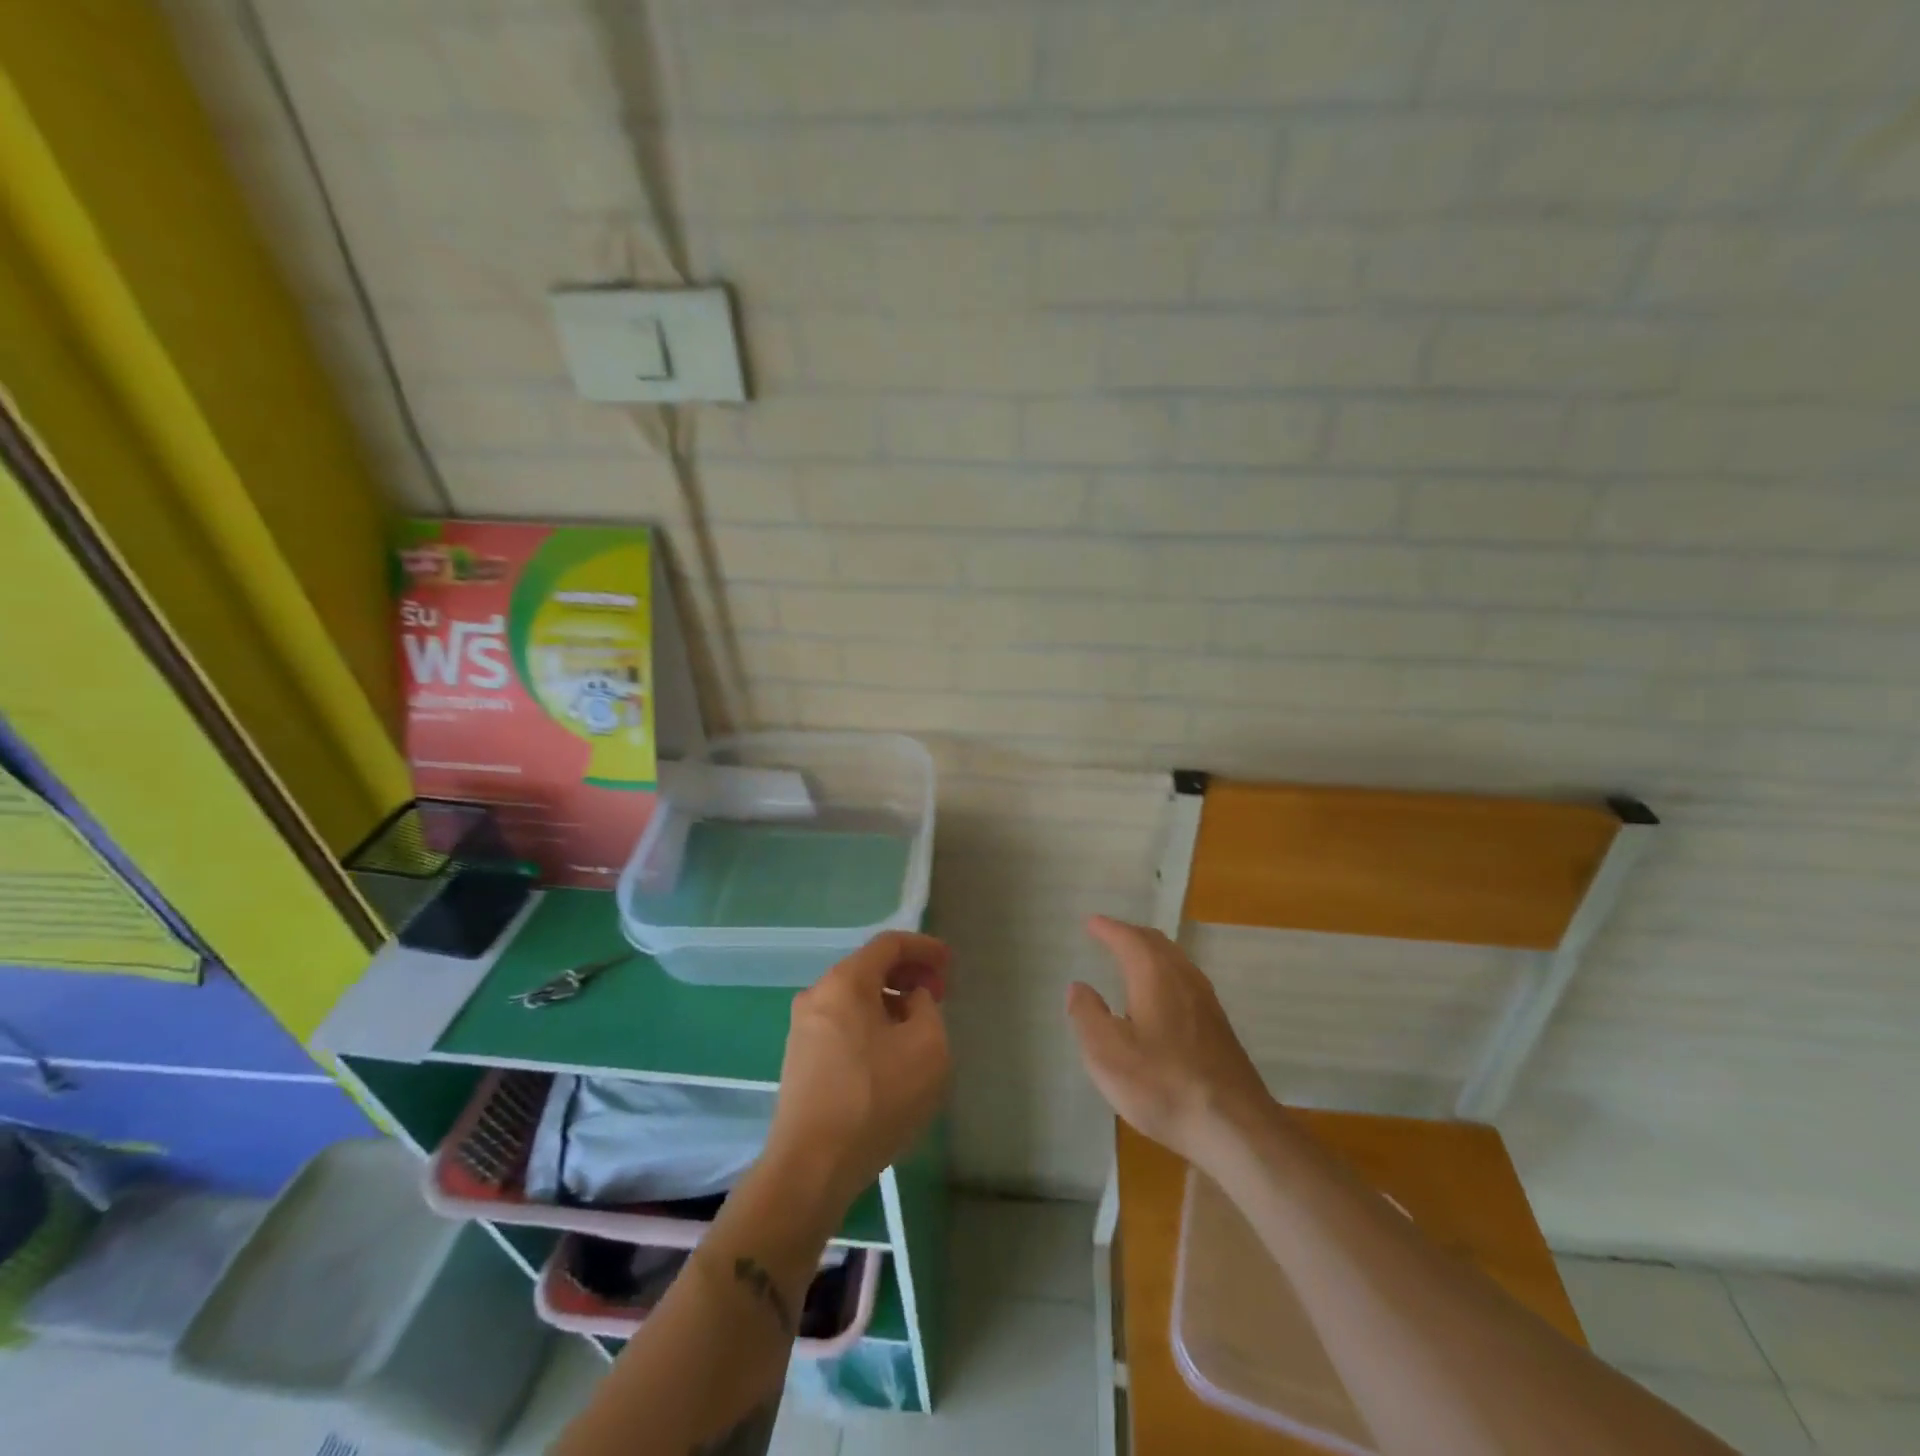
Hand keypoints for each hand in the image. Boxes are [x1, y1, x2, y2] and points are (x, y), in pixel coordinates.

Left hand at [766, 931, 951, 1208]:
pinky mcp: (799, 1059)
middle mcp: (817, 994)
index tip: (950, 964)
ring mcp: (802, 1028)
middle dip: (907, 974)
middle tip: (938, 994)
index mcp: (845, 982)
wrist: (812, 1166)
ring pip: (854, 998)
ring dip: (889, 1001)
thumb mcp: (927, 1047)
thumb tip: (911, 1000)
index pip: (889, 944)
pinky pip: (842, 1023)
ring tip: (918, 1025)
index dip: (924, 948)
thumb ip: (927, 1008)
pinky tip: (889, 1053)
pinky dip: (870, 1023)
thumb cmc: (876, 1098)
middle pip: (868, 968)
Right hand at [1068, 916, 1272, 1168]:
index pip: (1128, 939)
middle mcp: (1184, 978)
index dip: (1108, 929)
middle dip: (1130, 935)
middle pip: (1156, 943)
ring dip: (1150, 953)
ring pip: (1175, 961)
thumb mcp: (1107, 1054)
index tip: (1091, 923)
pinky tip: (1160, 997)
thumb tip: (1078, 987)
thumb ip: (1087, 1015)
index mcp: (1154, 975)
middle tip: (1109, 934)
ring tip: (1131, 959)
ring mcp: (1206, 1002)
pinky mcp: (1219, 1026)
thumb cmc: (1162, 1084)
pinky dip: (1164, 972)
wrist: (1235, 1127)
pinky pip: (1185, 980)